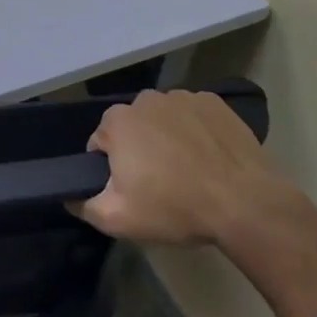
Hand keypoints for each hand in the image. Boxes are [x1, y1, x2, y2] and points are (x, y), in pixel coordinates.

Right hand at [72, 91, 304, 244]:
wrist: (246, 204)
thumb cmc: (175, 208)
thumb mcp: (118, 219)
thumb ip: (83, 205)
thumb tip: (69, 195)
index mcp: (117, 121)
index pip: (100, 144)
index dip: (112, 170)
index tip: (133, 191)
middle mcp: (145, 99)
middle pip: (132, 128)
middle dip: (139, 151)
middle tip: (160, 185)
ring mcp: (182, 97)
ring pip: (163, 120)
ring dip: (167, 139)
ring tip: (189, 173)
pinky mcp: (215, 103)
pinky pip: (194, 116)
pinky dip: (196, 132)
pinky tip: (210, 158)